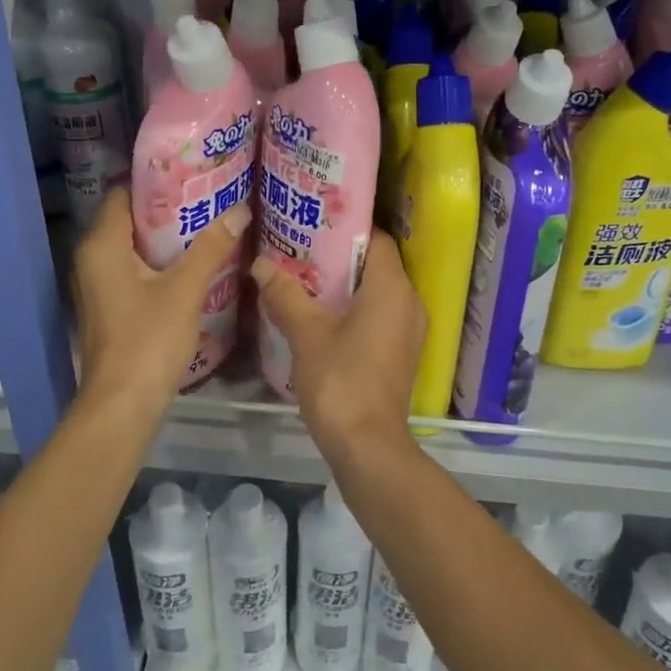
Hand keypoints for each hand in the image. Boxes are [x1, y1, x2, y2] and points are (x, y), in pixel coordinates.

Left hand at [72, 187, 248, 416]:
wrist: (123, 405)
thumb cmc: (148, 340)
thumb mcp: (185, 289)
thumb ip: (211, 247)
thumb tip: (240, 209)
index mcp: (102, 246)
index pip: (123, 194)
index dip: (156, 183)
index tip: (193, 176)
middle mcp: (93, 259)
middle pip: (130, 220)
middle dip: (169, 210)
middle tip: (210, 199)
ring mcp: (100, 285)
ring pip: (134, 247)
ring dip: (167, 238)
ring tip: (208, 226)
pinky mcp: (111, 307)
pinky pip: (135, 270)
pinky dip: (161, 262)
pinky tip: (194, 264)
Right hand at [251, 232, 424, 466]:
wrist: (367, 446)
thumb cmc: (340, 380)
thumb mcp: (306, 333)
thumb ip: (284, 294)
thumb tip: (261, 264)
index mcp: (392, 288)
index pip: (377, 238)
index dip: (347, 228)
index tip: (314, 224)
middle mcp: (409, 302)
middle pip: (376, 264)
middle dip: (339, 257)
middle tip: (300, 250)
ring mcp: (409, 330)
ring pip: (377, 292)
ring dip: (344, 285)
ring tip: (303, 279)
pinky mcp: (401, 352)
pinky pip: (379, 315)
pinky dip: (354, 309)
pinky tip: (320, 316)